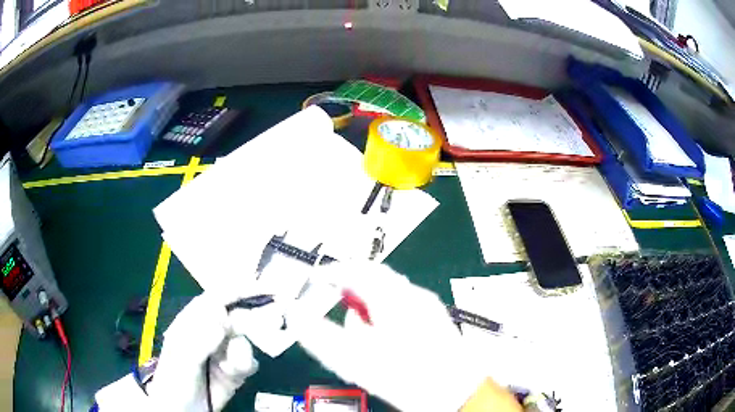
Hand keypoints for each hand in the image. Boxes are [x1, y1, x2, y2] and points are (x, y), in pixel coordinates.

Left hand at [147, 293, 259, 411]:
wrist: (183, 409)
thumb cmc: (175, 379)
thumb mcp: (181, 358)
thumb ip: (200, 339)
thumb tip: (224, 319)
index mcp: (192, 322)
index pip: (214, 299)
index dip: (234, 291)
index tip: (258, 288)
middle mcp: (210, 333)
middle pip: (235, 318)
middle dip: (249, 322)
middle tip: (253, 331)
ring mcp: (224, 352)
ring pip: (244, 342)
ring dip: (240, 353)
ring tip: (228, 367)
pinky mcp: (235, 370)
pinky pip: (250, 362)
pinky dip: (244, 367)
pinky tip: (231, 375)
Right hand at [292, 262, 520, 411]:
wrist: (453, 389)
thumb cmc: (404, 374)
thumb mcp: (352, 358)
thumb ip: (319, 334)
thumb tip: (297, 314)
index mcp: (391, 297)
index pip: (355, 270)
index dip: (332, 271)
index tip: (317, 278)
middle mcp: (412, 294)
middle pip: (376, 275)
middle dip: (352, 281)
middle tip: (333, 292)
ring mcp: (427, 305)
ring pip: (390, 289)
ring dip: (369, 295)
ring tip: (356, 315)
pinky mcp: (434, 318)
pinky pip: (402, 302)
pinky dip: (385, 307)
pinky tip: (381, 328)